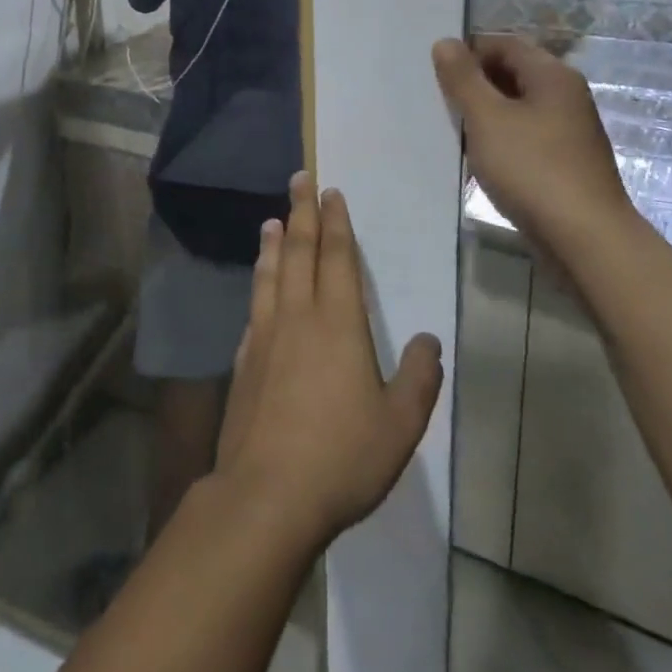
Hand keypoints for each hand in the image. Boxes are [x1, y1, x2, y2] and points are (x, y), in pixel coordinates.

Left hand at [214, 173, 442, 554]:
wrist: (267, 492)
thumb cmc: (342, 457)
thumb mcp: (399, 424)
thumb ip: (418, 379)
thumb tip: (427, 341)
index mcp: (338, 324)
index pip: (337, 259)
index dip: (335, 223)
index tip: (330, 193)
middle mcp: (297, 317)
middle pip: (298, 252)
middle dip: (300, 213)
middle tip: (297, 180)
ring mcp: (265, 336)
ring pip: (270, 274)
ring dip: (273, 243)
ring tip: (272, 220)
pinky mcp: (244, 360)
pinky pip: (254, 307)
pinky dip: (258, 284)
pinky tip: (258, 286)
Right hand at [431, 35, 630, 246]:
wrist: (585, 238)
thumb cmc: (532, 169)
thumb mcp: (487, 118)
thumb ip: (463, 78)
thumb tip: (445, 42)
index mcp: (552, 75)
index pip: (503, 43)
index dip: (468, 52)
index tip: (435, 73)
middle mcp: (565, 95)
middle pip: (512, 73)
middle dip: (474, 83)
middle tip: (438, 101)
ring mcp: (568, 130)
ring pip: (517, 106)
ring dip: (485, 113)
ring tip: (452, 130)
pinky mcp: (564, 161)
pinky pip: (524, 135)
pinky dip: (500, 138)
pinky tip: (479, 158)